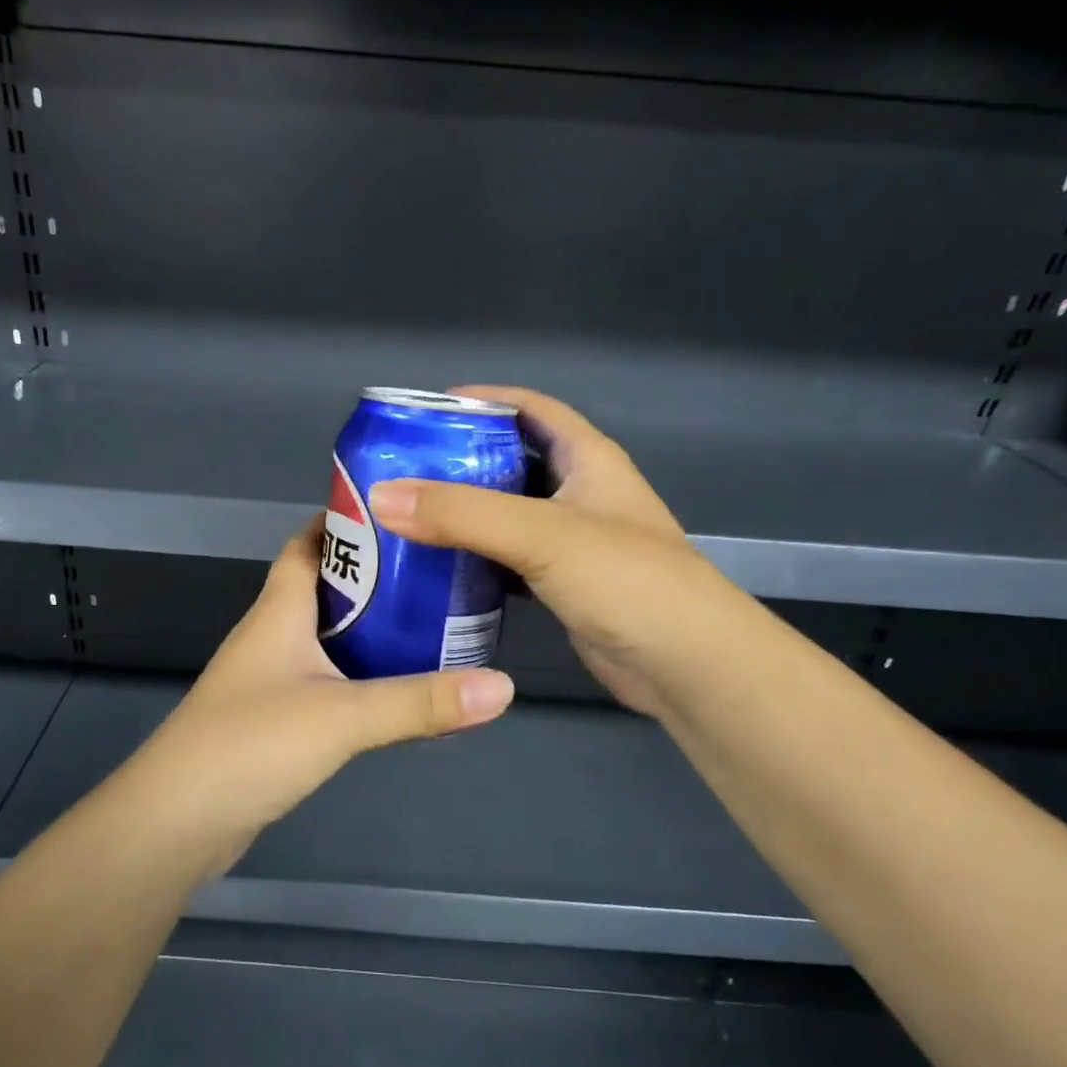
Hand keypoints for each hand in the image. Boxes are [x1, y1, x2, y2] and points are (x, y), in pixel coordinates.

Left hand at [126, 519, 515, 847]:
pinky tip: (392, 686)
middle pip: (323, 586)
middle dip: (374, 575)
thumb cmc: (251, 744)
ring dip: (368, 626)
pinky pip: (324, 678)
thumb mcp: (344, 716)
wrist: (176, 822)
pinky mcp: (272, 718)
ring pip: (325, 635)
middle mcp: (271, 634)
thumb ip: (420, 701)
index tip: (399, 512)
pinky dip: (357, 672)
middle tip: (434, 570)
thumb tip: (503, 685)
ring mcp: (268, 678)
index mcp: (279, 610)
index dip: (344, 521)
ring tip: (428, 621)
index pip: (308, 544)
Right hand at [366, 386, 703, 716]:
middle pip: (512, 461)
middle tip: (401, 469)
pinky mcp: (563, 585)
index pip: (531, 409)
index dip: (483, 400)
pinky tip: (438, 567)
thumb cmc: (625, 580)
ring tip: (407, 515)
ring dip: (464, 513)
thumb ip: (462, 514)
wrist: (686, 666)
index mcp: (588, 459)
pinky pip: (509, 560)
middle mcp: (581, 493)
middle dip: (460, 460)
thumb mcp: (541, 533)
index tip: (424, 412)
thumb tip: (380, 495)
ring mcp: (573, 543)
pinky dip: (476, 558)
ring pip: (507, 514)